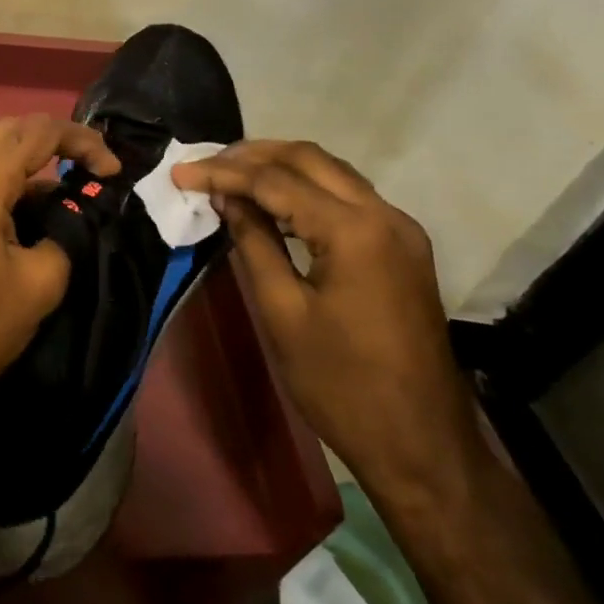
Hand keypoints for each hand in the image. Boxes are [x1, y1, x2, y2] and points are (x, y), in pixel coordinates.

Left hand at [0, 114, 120, 428]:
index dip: (83, 142)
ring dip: (20, 160)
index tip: (111, 173)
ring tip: (53, 193)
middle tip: (85, 171)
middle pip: (7, 130)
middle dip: (52, 142)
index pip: (39, 131)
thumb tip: (67, 216)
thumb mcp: (37, 288)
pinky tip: (11, 211)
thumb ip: (64, 235)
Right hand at [172, 140, 481, 496]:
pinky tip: (274, 203)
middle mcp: (385, 215)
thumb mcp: (283, 314)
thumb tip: (227, 198)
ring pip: (332, 172)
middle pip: (309, 158)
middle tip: (206, 164)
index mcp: (355, 231)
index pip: (277, 180)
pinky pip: (348, 197)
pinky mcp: (403, 247)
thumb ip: (254, 243)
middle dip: (252, 155)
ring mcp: (400, 230)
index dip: (223, 172)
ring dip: (280, 166)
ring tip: (230, 175)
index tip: (181, 172)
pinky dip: (306, 189)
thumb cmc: (343, 386)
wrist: (423, 447)